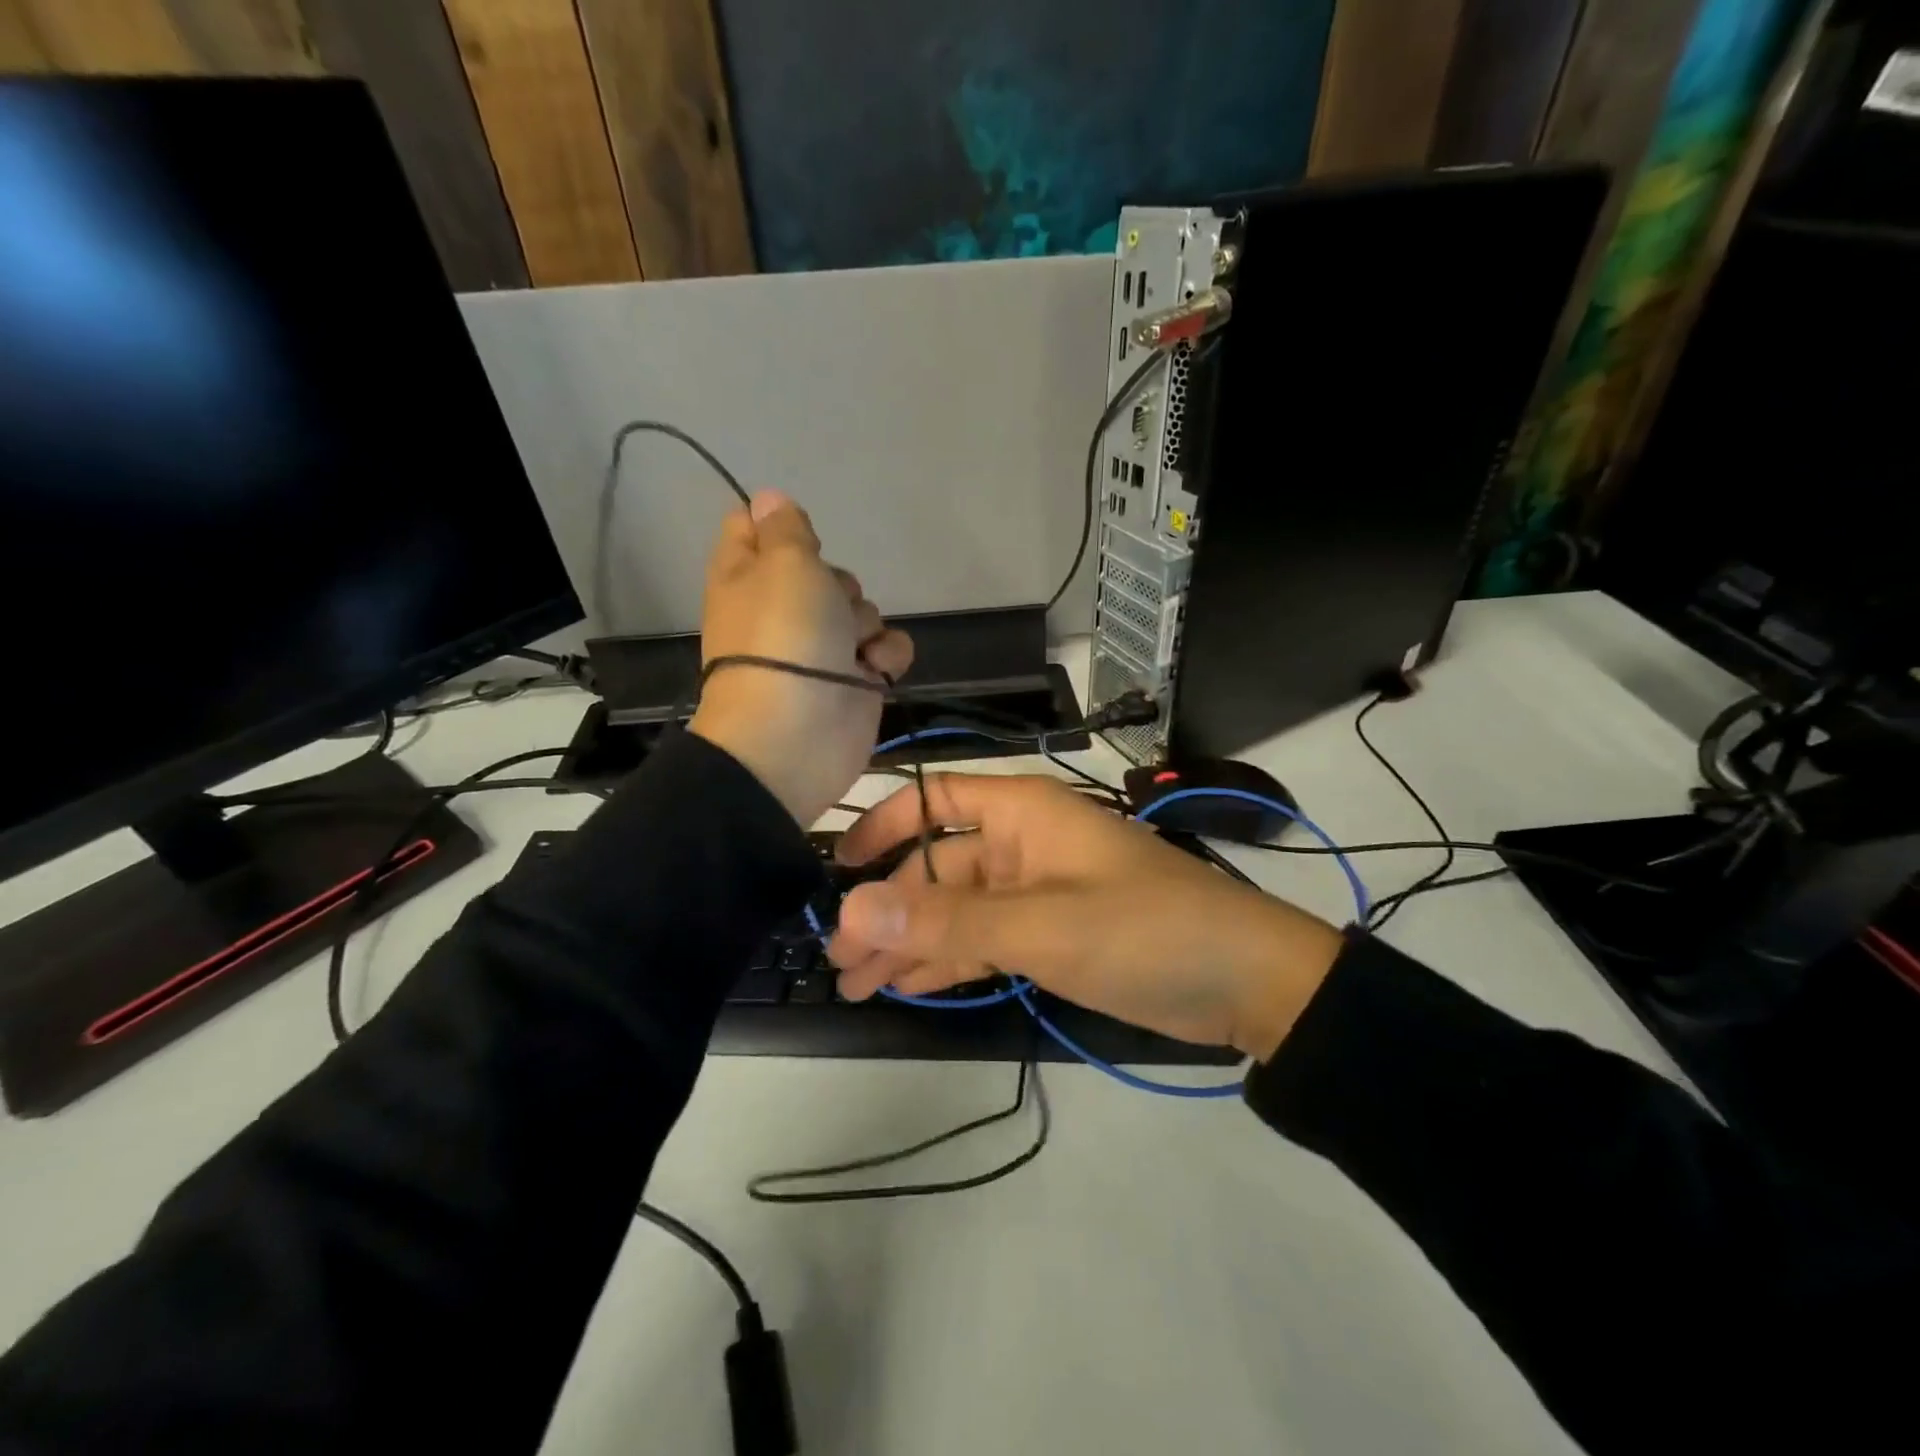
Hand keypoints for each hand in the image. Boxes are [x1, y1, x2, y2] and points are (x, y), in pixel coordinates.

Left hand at [688, 491, 912, 825]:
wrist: (798, 733)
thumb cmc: (784, 636)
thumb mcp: (783, 563)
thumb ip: (784, 528)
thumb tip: (766, 499)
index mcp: (748, 576)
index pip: (754, 529)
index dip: (779, 527)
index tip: (797, 536)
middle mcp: (784, 609)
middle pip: (825, 570)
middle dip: (838, 583)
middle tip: (826, 605)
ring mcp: (823, 648)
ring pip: (862, 608)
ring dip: (864, 623)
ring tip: (849, 649)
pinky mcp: (856, 680)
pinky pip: (886, 649)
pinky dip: (885, 658)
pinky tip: (873, 671)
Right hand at [826, 775, 1345, 1060]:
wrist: (1246, 983)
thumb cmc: (1146, 931)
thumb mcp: (1043, 925)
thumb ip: (949, 919)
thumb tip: (855, 908)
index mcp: (1022, 814)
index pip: (935, 800)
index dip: (884, 824)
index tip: (839, 866)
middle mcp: (1021, 846)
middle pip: (936, 867)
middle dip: (888, 908)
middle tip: (838, 957)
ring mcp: (1034, 894)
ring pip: (955, 910)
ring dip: (909, 942)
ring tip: (854, 981)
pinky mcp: (1048, 936)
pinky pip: (982, 940)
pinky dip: (947, 961)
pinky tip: (907, 984)